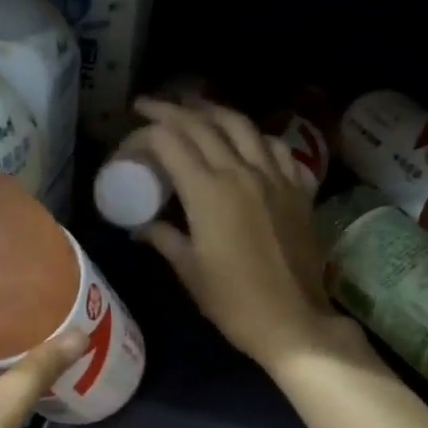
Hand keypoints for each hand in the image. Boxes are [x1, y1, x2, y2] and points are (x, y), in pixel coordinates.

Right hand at [131, 98, 358, 374]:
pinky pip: (275, 148)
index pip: (170, 141)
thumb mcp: (190, 271)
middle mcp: (241, 172)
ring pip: (242, 125)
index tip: (130, 137)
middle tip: (150, 106)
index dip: (145, 133)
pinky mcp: (298, 189)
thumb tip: (141, 228)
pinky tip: (247, 141)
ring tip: (195, 109)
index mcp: (208, 191)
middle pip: (202, 124)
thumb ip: (164, 239)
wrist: (294, 321)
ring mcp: (275, 177)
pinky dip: (254, 136)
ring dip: (214, 111)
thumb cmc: (234, 302)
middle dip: (172, 109)